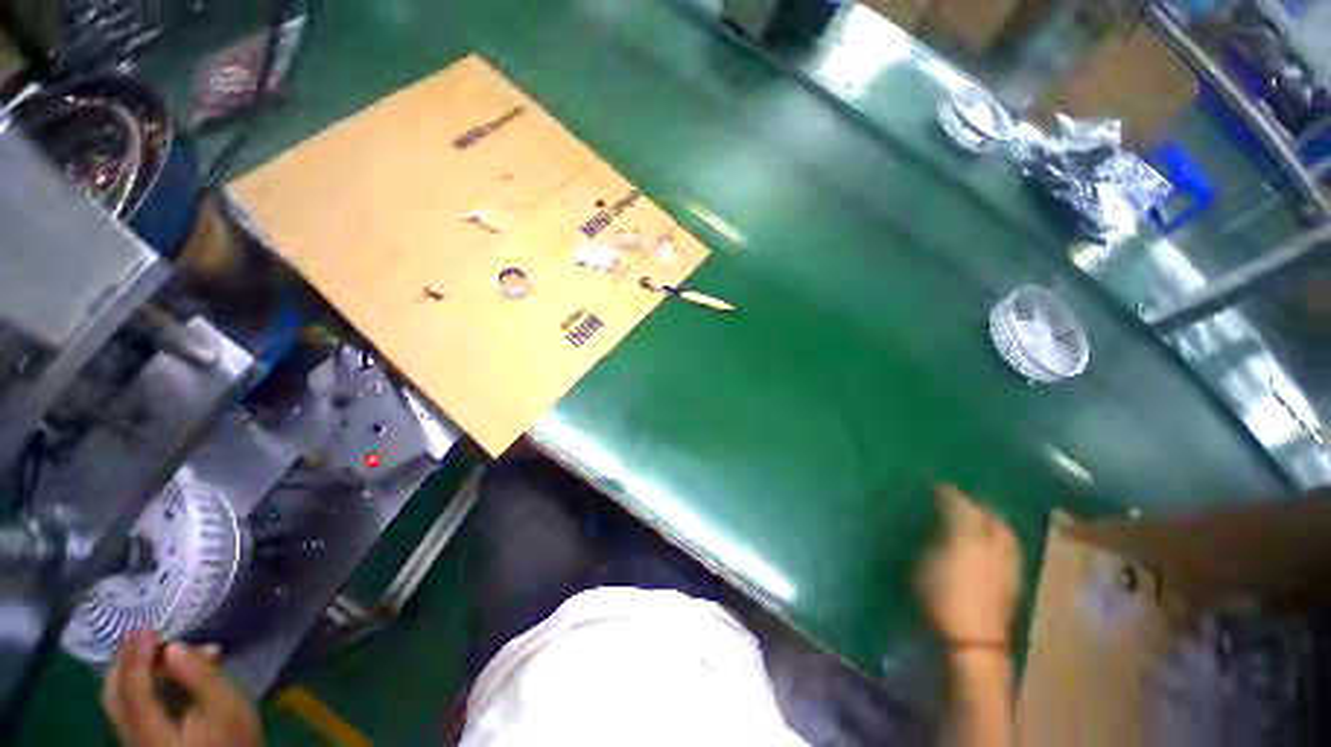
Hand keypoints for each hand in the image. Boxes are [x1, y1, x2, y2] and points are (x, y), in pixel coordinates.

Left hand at [102, 631, 261, 746]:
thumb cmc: (233, 737)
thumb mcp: (227, 707)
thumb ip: (200, 677)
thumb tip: (174, 648)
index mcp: (150, 732)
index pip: (130, 689)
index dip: (135, 657)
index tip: (145, 627)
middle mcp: (131, 736)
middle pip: (114, 694)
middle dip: (129, 661)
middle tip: (151, 636)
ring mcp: (133, 740)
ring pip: (118, 698)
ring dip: (134, 669)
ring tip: (162, 652)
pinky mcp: (141, 739)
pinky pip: (129, 705)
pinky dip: (141, 682)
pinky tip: (165, 674)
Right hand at [918, 485, 1021, 646]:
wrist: (975, 639)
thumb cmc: (941, 595)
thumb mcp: (924, 561)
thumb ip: (932, 535)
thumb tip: (935, 517)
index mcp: (968, 532)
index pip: (958, 501)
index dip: (945, 491)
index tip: (933, 485)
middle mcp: (994, 540)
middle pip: (986, 510)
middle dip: (971, 500)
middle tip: (954, 497)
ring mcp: (1009, 558)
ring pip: (1000, 526)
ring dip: (987, 515)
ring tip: (973, 515)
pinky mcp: (1014, 575)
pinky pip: (1006, 542)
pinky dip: (996, 533)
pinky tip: (988, 539)